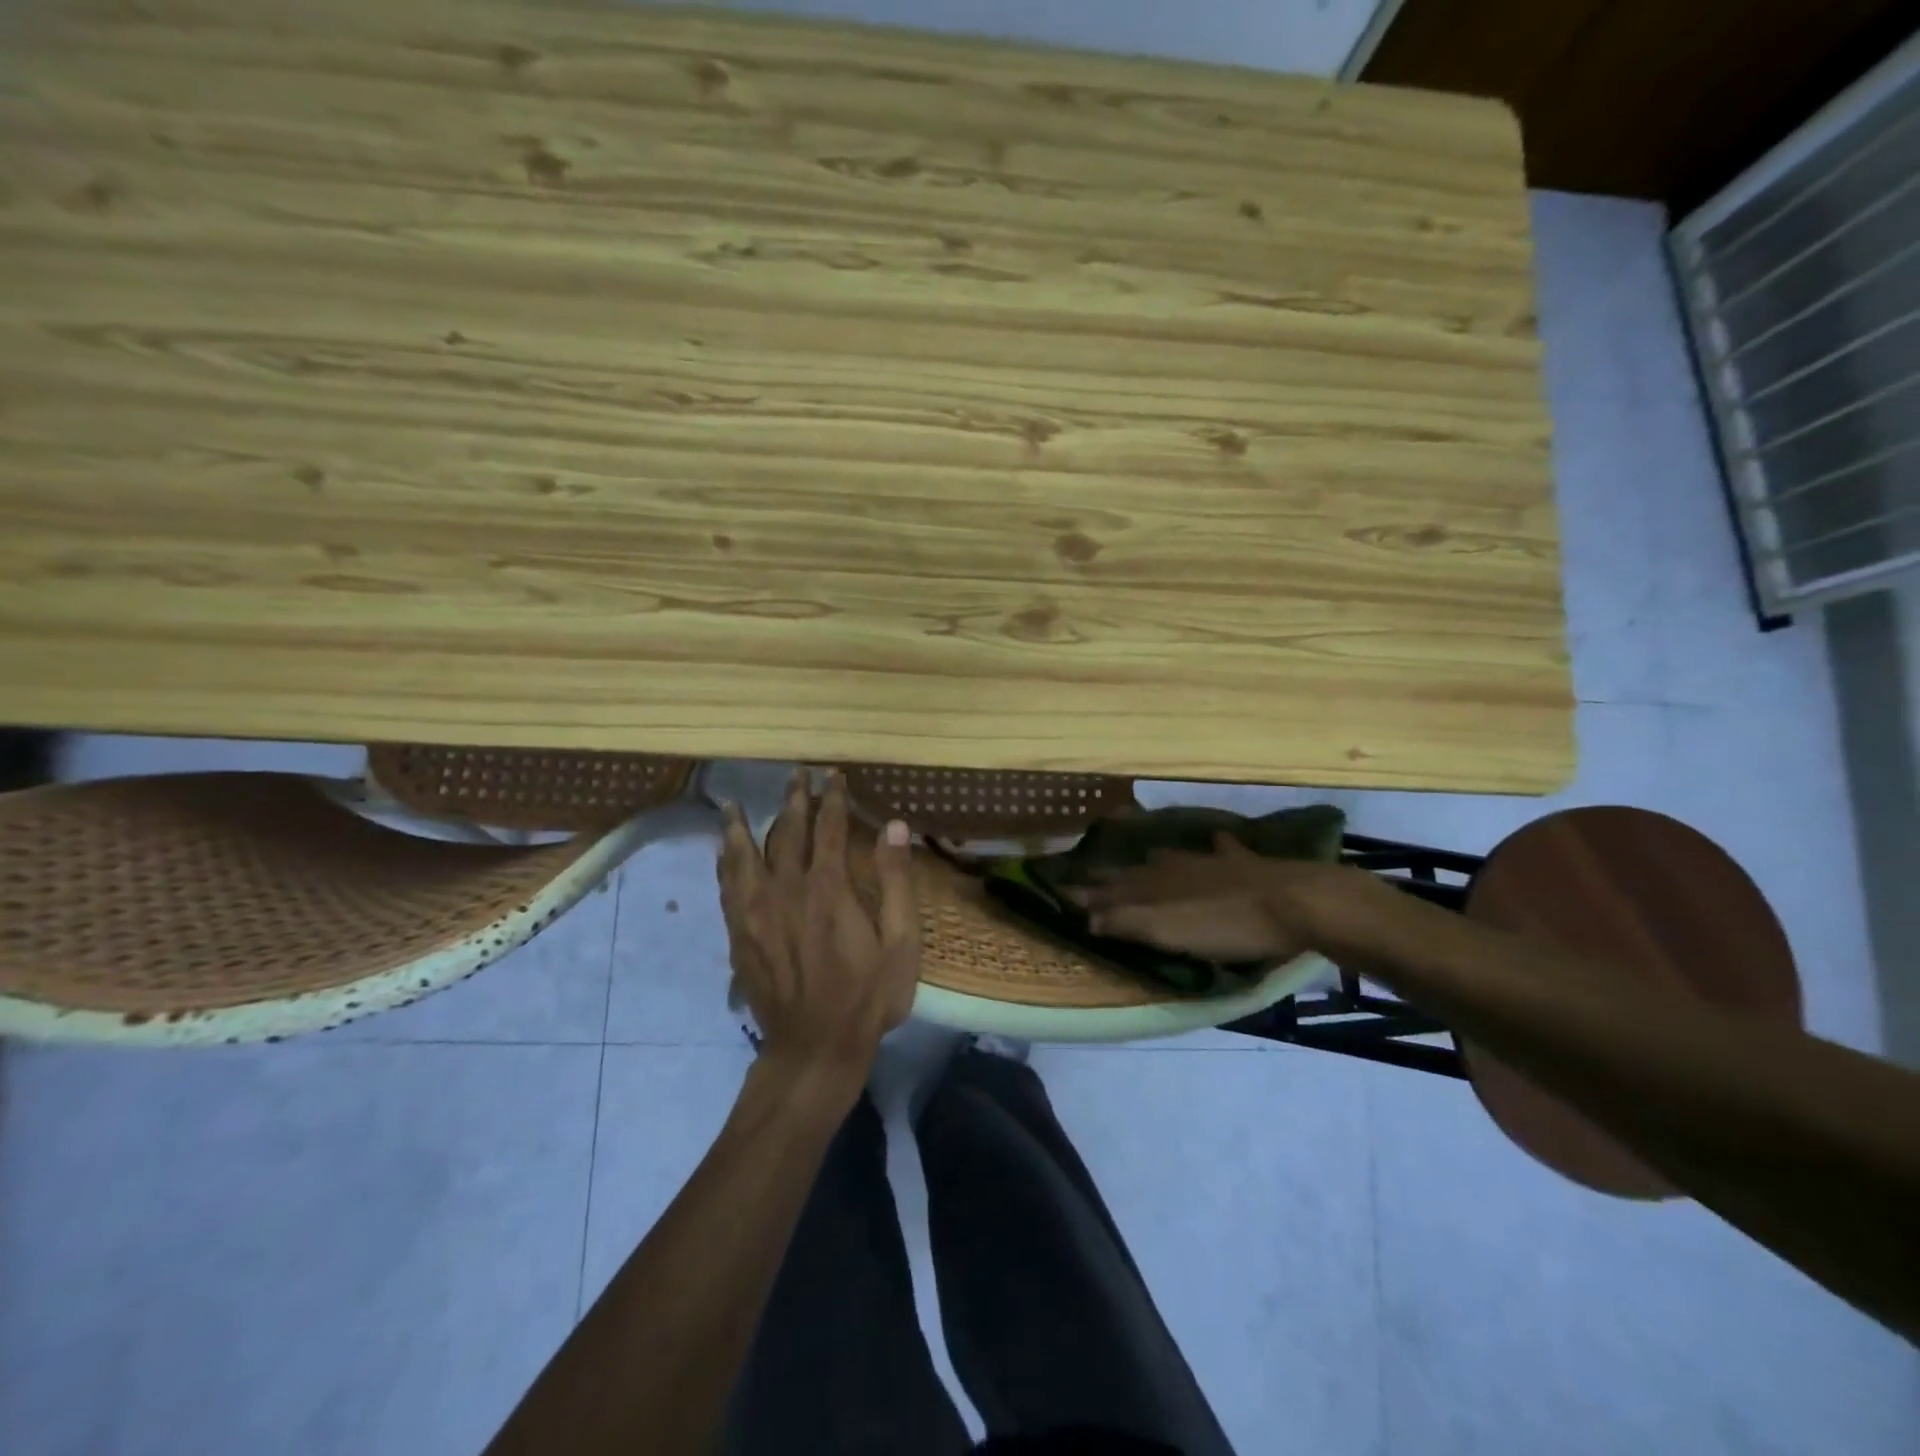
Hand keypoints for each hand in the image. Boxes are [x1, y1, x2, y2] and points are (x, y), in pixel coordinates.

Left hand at [716, 769, 919, 1079]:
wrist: (814, 1046)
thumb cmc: (867, 995)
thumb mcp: (900, 941)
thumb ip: (896, 880)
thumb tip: (893, 825)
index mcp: (828, 886)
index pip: (829, 828)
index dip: (832, 798)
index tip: (833, 775)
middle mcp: (787, 888)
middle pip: (787, 832)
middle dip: (793, 800)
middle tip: (795, 775)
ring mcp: (757, 911)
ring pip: (745, 855)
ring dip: (744, 825)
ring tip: (735, 803)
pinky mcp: (739, 934)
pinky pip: (727, 886)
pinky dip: (725, 862)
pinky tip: (722, 852)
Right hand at [1073, 834, 1387, 963]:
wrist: (1293, 901)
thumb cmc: (1226, 925)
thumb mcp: (1169, 932)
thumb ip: (1126, 922)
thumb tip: (1085, 917)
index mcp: (1154, 886)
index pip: (1110, 890)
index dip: (1086, 894)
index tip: (1061, 891)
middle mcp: (1173, 867)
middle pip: (1136, 872)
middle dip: (1113, 876)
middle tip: (1092, 875)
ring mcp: (1209, 860)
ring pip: (1172, 857)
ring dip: (1154, 860)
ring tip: (1143, 859)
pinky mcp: (1243, 862)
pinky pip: (1222, 849)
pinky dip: (1214, 847)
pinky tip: (1215, 841)